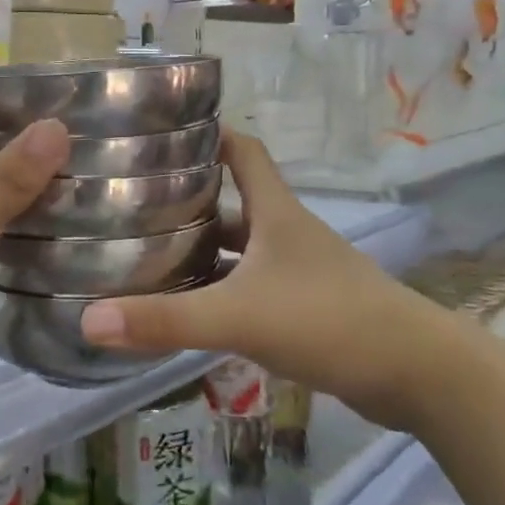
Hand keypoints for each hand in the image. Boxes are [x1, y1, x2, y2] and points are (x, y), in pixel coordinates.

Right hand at [79, 130, 422, 419]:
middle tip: (132, 202)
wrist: (415, 372)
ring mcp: (299, 270)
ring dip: (203, 249)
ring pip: (241, 248)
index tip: (161, 132)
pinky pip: (252, 286)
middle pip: (234, 200)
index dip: (208, 134)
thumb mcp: (239, 316)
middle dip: (189, 198)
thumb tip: (88, 320)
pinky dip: (222, 290)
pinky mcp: (306, 307)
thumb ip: (166, 319)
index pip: (243, 150)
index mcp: (275, 212)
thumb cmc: (328, 320)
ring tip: (148, 255)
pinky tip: (191, 309)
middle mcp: (287, 232)